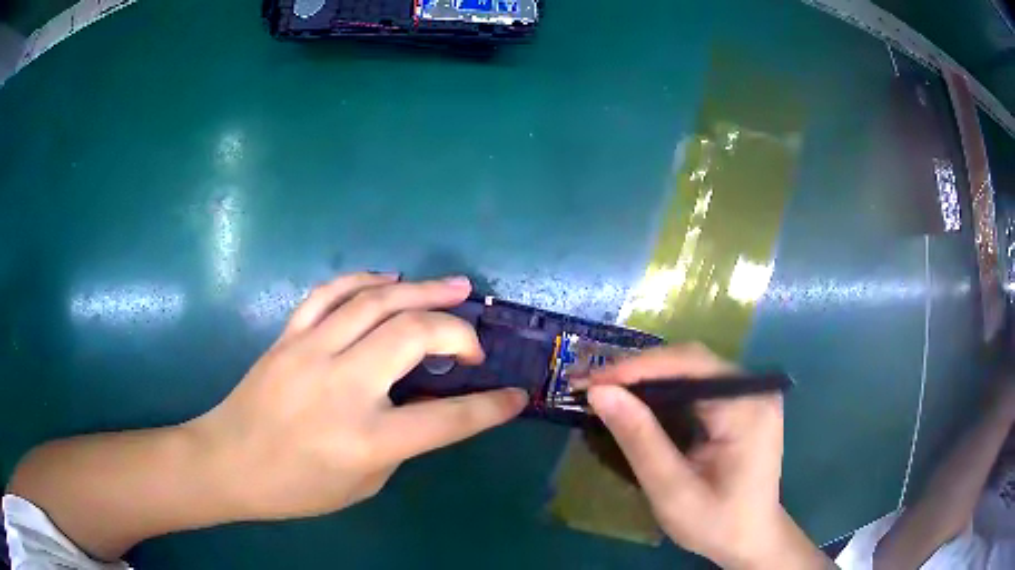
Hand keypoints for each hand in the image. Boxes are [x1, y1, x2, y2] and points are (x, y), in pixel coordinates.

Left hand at [187, 273, 526, 520]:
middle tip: (474, 343)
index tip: (515, 395)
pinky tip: (389, 279)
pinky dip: (365, 280)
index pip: (446, 420)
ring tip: (455, 286)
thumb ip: (400, 442)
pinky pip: (330, 293)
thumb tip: (423, 401)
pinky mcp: (288, 336)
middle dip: (457, 332)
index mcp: (365, 440)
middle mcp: (341, 387)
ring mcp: (310, 352)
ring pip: (375, 302)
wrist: (228, 462)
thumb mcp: (363, 483)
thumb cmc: (295, 487)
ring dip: (422, 289)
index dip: (490, 408)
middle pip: (412, 335)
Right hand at [585, 344, 826, 569]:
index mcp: (747, 408)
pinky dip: (663, 392)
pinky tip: (638, 402)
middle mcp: (753, 389)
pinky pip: (697, 385)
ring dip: (647, 380)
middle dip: (638, 372)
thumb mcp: (672, 491)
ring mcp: (749, 394)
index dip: (638, 368)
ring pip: (691, 370)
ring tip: (606, 393)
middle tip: (591, 388)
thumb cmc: (716, 522)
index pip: (690, 366)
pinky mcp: (741, 404)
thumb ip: (640, 441)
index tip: (591, 383)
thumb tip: (599, 393)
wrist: (750, 539)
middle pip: (691, 362)